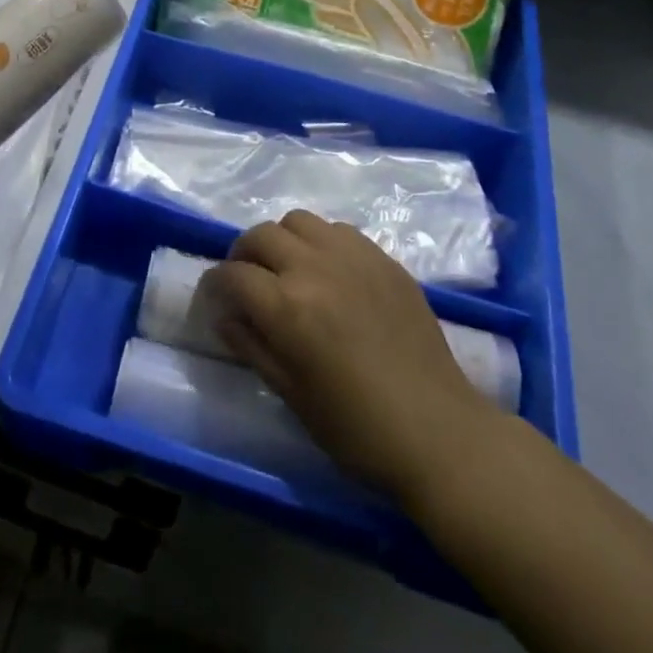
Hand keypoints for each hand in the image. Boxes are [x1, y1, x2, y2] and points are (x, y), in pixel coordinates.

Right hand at [206, 211, 500, 498]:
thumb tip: (224, 315)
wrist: (437, 432)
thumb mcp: (292, 394)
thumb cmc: (357, 428)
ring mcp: (352, 256)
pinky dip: (321, 241)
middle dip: (243, 254)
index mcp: (288, 307)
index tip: (214, 297)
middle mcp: (315, 267)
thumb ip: (252, 346)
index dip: (215, 284)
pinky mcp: (383, 258)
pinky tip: (329, 271)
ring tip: (287, 267)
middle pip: (261, 235)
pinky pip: (338, 229)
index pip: (233, 275)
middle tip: (246, 279)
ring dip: (282, 240)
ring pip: (298, 220)